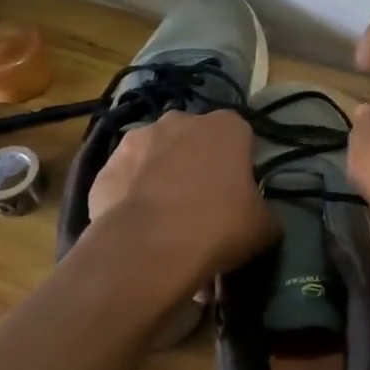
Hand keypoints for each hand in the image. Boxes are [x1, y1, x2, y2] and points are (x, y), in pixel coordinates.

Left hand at [85, 110, 276, 293]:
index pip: (240, 137)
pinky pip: (127, 178)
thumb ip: (263, 210)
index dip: (239, 164)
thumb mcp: (264, 226)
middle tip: (201, 204)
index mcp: (227, 126)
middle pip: (195, 140)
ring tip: (164, 220)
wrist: (148, 249)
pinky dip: (132, 195)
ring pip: (158, 155)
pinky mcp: (106, 165)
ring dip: (162, 175)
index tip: (237, 193)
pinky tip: (138, 227)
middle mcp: (182, 120)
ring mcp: (138, 138)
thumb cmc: (218, 227)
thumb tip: (256, 215)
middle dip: (197, 163)